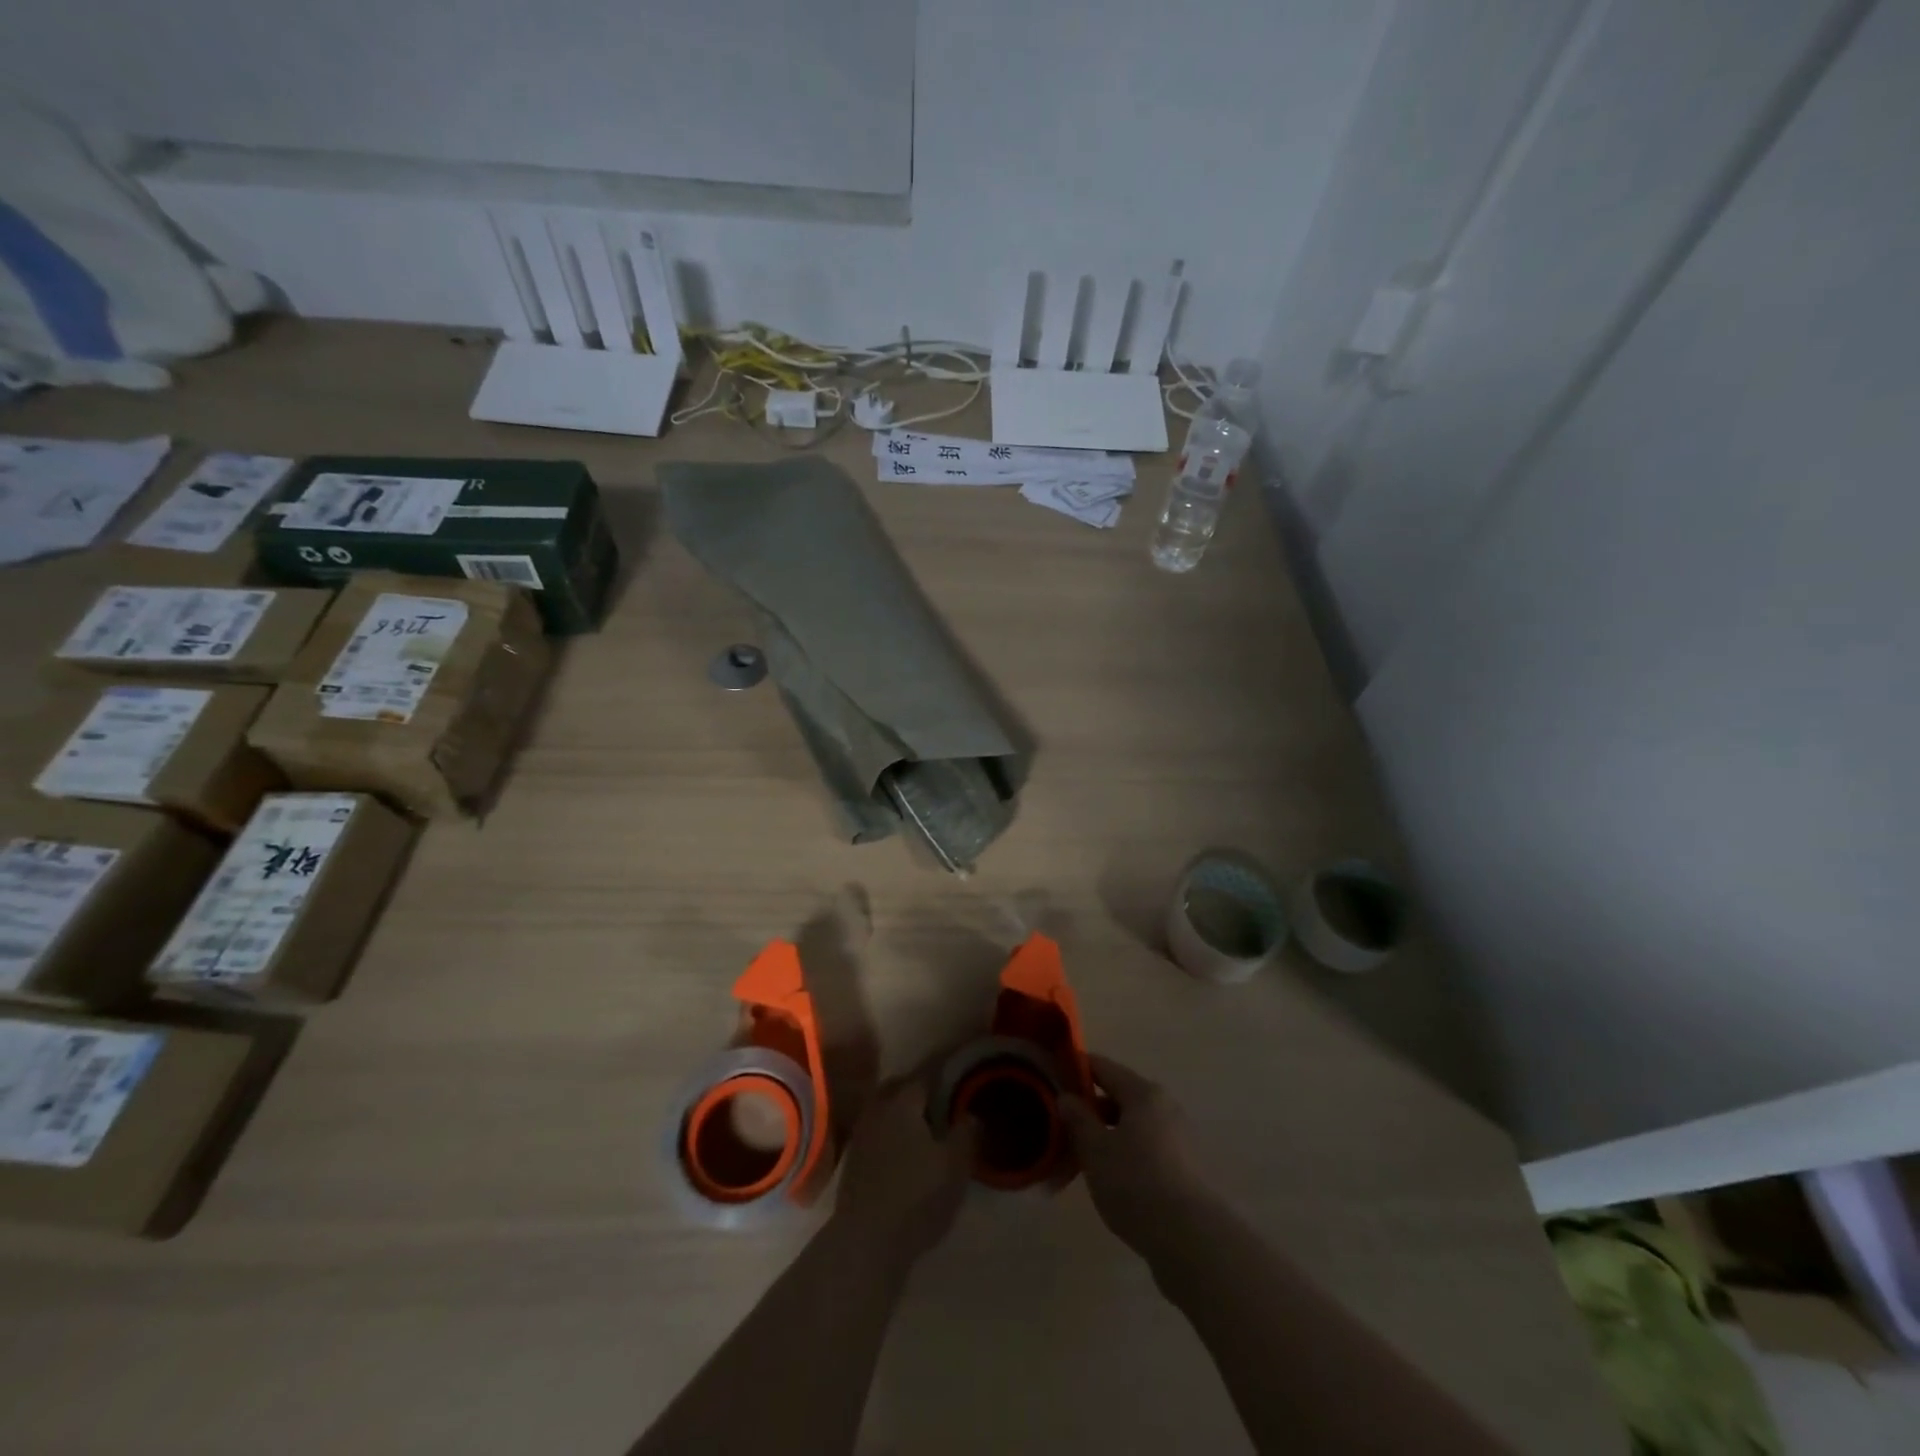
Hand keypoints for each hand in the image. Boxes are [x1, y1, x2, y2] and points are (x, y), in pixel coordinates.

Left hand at [829, 1074, 976, 1264]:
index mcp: (903, 1102)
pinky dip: (888, 1133)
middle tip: (938, 1102)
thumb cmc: (917, 1196)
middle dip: (916, 1090)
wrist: (866, 1241)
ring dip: (900, 1112)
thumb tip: (971, 1114)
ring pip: (883, 1110)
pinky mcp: (852, 1161)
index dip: (941, 1075)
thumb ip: (966, 1134)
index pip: (924, 1076)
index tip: (955, 1077)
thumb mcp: (955, 1166)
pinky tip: (902, 1151)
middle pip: (897, 1088)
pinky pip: (874, 1132)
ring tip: (922, 1128)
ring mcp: (861, 1135)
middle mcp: (877, 1110)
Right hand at [1061, 1053, 1215, 1260]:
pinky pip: (1147, 1148)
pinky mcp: (1186, 1166)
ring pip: (1133, 1125)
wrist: (1191, 1239)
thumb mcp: (1095, 1150)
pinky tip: (1112, 1179)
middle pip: (1120, 1097)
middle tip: (1064, 1129)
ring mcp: (1179, 1137)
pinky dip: (1127, 1154)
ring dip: (1108, 1135)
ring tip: (1084, 1160)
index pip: (1103, 1067)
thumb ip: (1078, 1119)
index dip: (1076, 1070)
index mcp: (1143, 1093)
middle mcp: (1165, 1106)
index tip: (1054, 1080)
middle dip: (1091, 1110)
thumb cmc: (1135, 1184)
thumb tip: (1067, 1096)